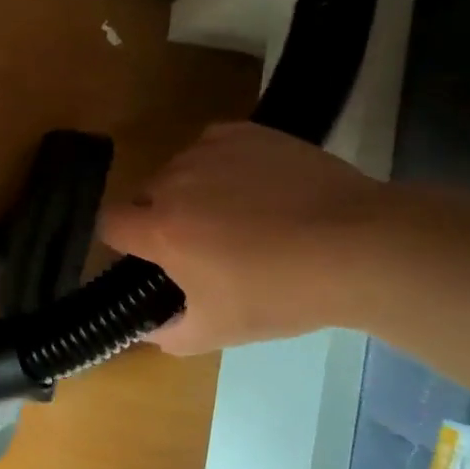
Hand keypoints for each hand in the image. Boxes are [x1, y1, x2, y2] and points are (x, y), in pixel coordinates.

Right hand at [101, 122, 389, 353]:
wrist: (360, 246)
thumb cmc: (281, 294)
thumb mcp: (218, 331)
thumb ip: (167, 334)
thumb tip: (146, 329)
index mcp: (160, 229)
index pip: (108, 222)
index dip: (121, 240)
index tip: (146, 256)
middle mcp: (174, 182)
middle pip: (145, 196)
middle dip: (161, 218)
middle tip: (202, 245)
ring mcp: (211, 152)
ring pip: (179, 170)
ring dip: (190, 191)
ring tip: (236, 214)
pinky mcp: (246, 133)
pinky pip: (211, 146)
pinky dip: (219, 164)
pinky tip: (252, 185)